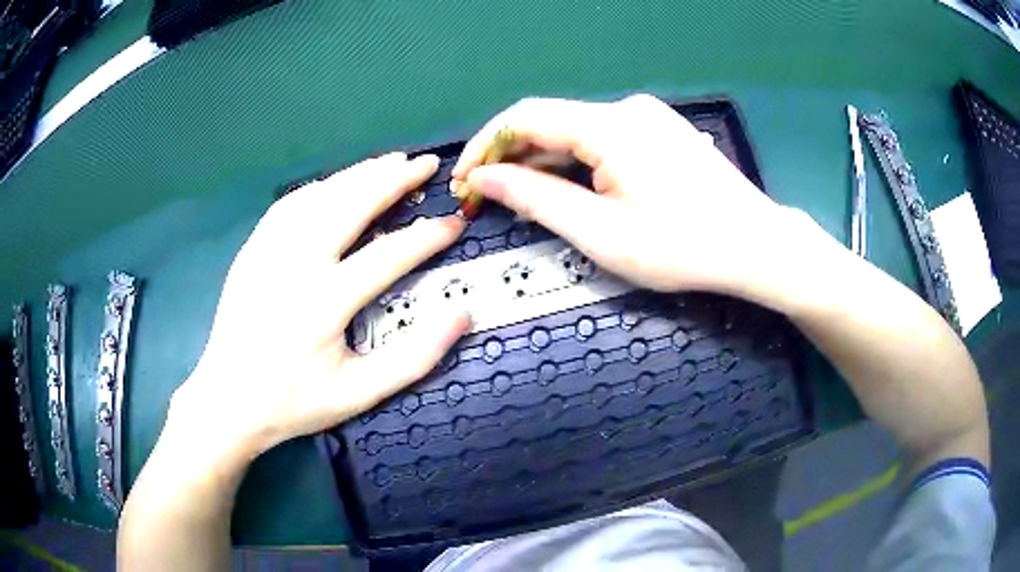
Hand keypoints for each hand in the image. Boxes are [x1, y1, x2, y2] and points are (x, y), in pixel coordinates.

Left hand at [169, 153, 469, 464]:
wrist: (229, 399)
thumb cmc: (295, 401)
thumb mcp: (359, 394)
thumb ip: (415, 357)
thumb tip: (461, 315)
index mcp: (324, 303)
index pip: (387, 255)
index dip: (427, 236)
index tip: (454, 223)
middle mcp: (295, 264)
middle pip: (351, 204)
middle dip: (395, 179)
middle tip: (426, 164)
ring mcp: (268, 250)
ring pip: (320, 195)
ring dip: (360, 174)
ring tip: (392, 162)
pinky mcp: (253, 248)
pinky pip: (291, 203)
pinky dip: (322, 186)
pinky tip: (339, 183)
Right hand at [451, 94, 820, 308]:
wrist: (757, 247)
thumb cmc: (684, 247)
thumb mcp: (601, 233)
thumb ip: (536, 199)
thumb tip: (484, 179)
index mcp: (609, 125)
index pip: (524, 117)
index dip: (485, 146)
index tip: (464, 181)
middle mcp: (626, 109)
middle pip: (550, 123)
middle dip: (512, 159)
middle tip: (485, 199)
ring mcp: (649, 118)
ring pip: (577, 133)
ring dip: (544, 163)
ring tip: (521, 201)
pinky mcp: (662, 133)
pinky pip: (604, 140)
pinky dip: (577, 164)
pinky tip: (570, 190)